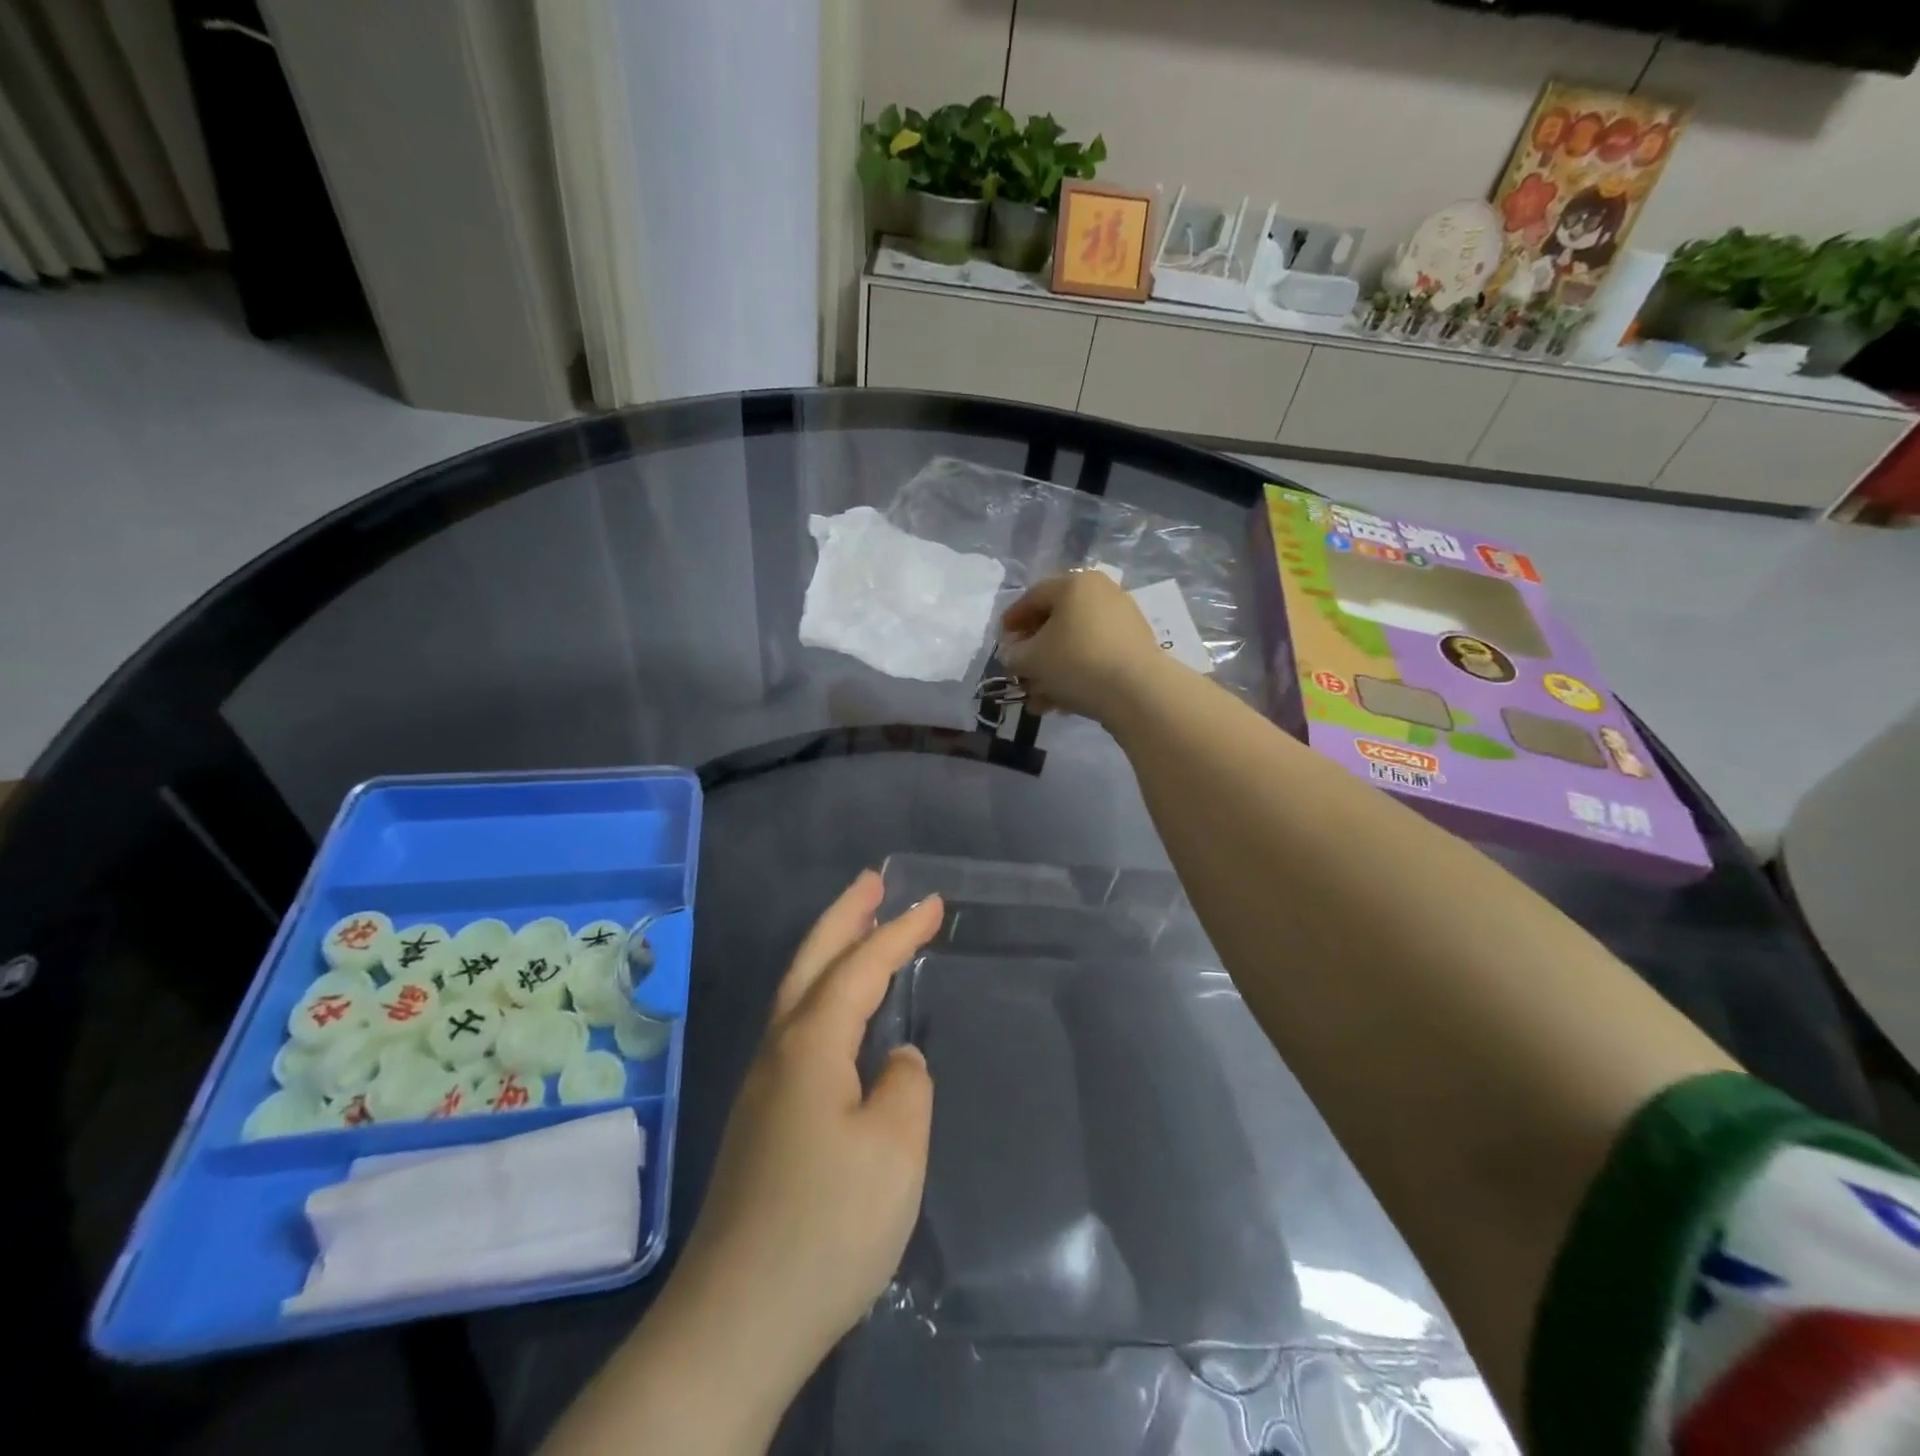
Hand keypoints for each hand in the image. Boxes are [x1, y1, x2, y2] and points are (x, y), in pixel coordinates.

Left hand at [674, 872, 939, 1376]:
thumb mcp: (895, 1148)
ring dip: (830, 952)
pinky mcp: (761, 1121)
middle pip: (812, 961)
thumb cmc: (828, 1224)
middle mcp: (779, 1050)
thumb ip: (906, 1084)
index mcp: (810, 1043)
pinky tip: (841, 1017)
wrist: (738, 1319)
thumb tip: (894, 1061)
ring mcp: (763, 1085)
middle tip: (873, 881)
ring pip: (798, 993)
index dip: (899, 931)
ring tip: (860, 929)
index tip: (933, 903)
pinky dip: (823, 996)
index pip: (861, 966)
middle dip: (844, 915)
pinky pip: (798, 1028)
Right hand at [999, 570, 1165, 720]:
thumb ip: (1013, 654)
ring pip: (1076, 643)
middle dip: (1034, 652)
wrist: (1137, 691)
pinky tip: (1062, 703)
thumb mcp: (1031, 659)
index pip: (1033, 596)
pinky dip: (1076, 675)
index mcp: (1074, 583)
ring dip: (1052, 671)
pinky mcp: (1135, 647)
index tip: (1001, 643)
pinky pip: (1096, 656)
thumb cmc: (1076, 662)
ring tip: (1038, 699)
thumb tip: (1013, 654)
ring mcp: (1123, 619)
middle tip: (1020, 673)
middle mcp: (1101, 593)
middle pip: (1056, 621)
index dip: (1012, 620)